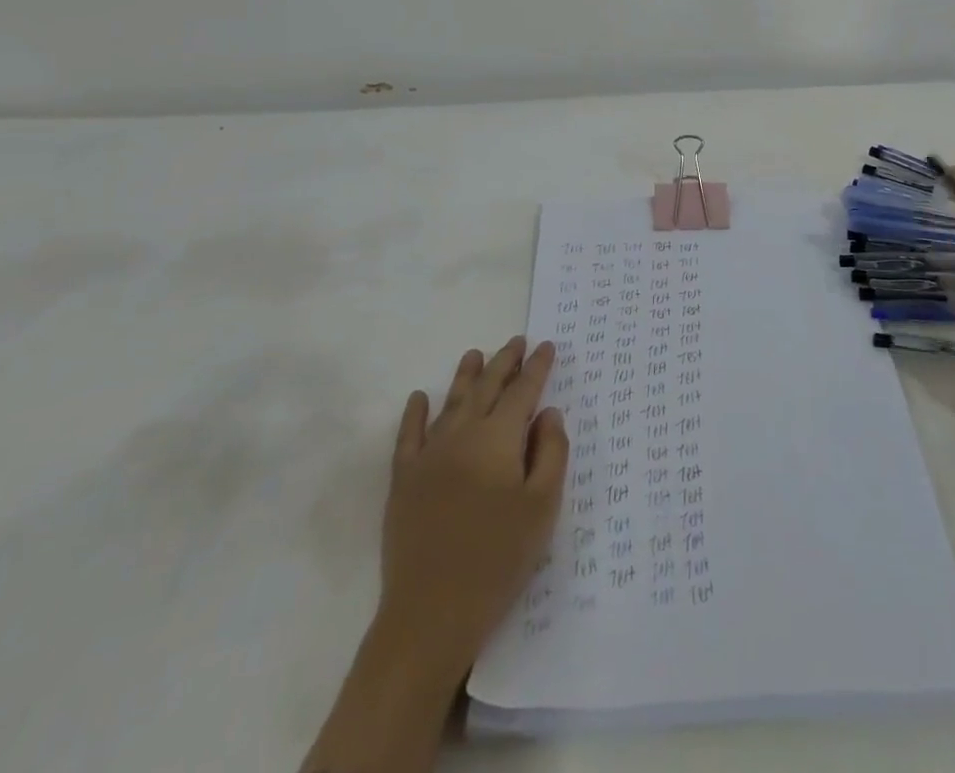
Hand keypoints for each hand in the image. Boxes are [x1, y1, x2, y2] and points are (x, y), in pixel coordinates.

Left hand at [377, 337, 569, 678]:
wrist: (431, 613)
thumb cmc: (498, 558)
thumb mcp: (542, 507)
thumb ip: (551, 453)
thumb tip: (548, 413)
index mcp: (498, 439)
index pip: (523, 391)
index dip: (537, 367)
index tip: (547, 346)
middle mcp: (462, 435)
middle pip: (486, 388)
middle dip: (504, 362)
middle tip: (517, 341)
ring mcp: (429, 456)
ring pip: (451, 402)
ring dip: (465, 376)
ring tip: (475, 354)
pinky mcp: (404, 480)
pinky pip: (408, 435)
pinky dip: (415, 413)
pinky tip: (419, 397)